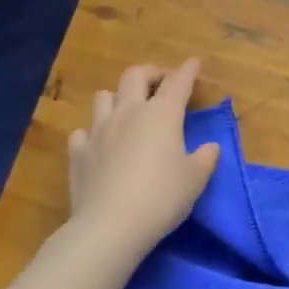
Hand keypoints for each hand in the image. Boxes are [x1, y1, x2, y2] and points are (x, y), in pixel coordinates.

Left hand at [68, 59, 220, 260]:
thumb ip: (205, 158)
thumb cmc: (162, 197)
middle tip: (160, 84)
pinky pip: (82, 131)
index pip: (178, 82)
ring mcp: (98, 131)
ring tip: (127, 110)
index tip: (194, 63)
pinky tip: (100, 144)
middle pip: (134, 76)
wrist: (111, 226)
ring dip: (118, 97)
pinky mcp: (78, 153)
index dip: (187, 71)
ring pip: (103, 96)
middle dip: (150, 73)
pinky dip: (93, 133)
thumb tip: (210, 147)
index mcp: (162, 115)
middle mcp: (128, 113)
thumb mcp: (195, 179)